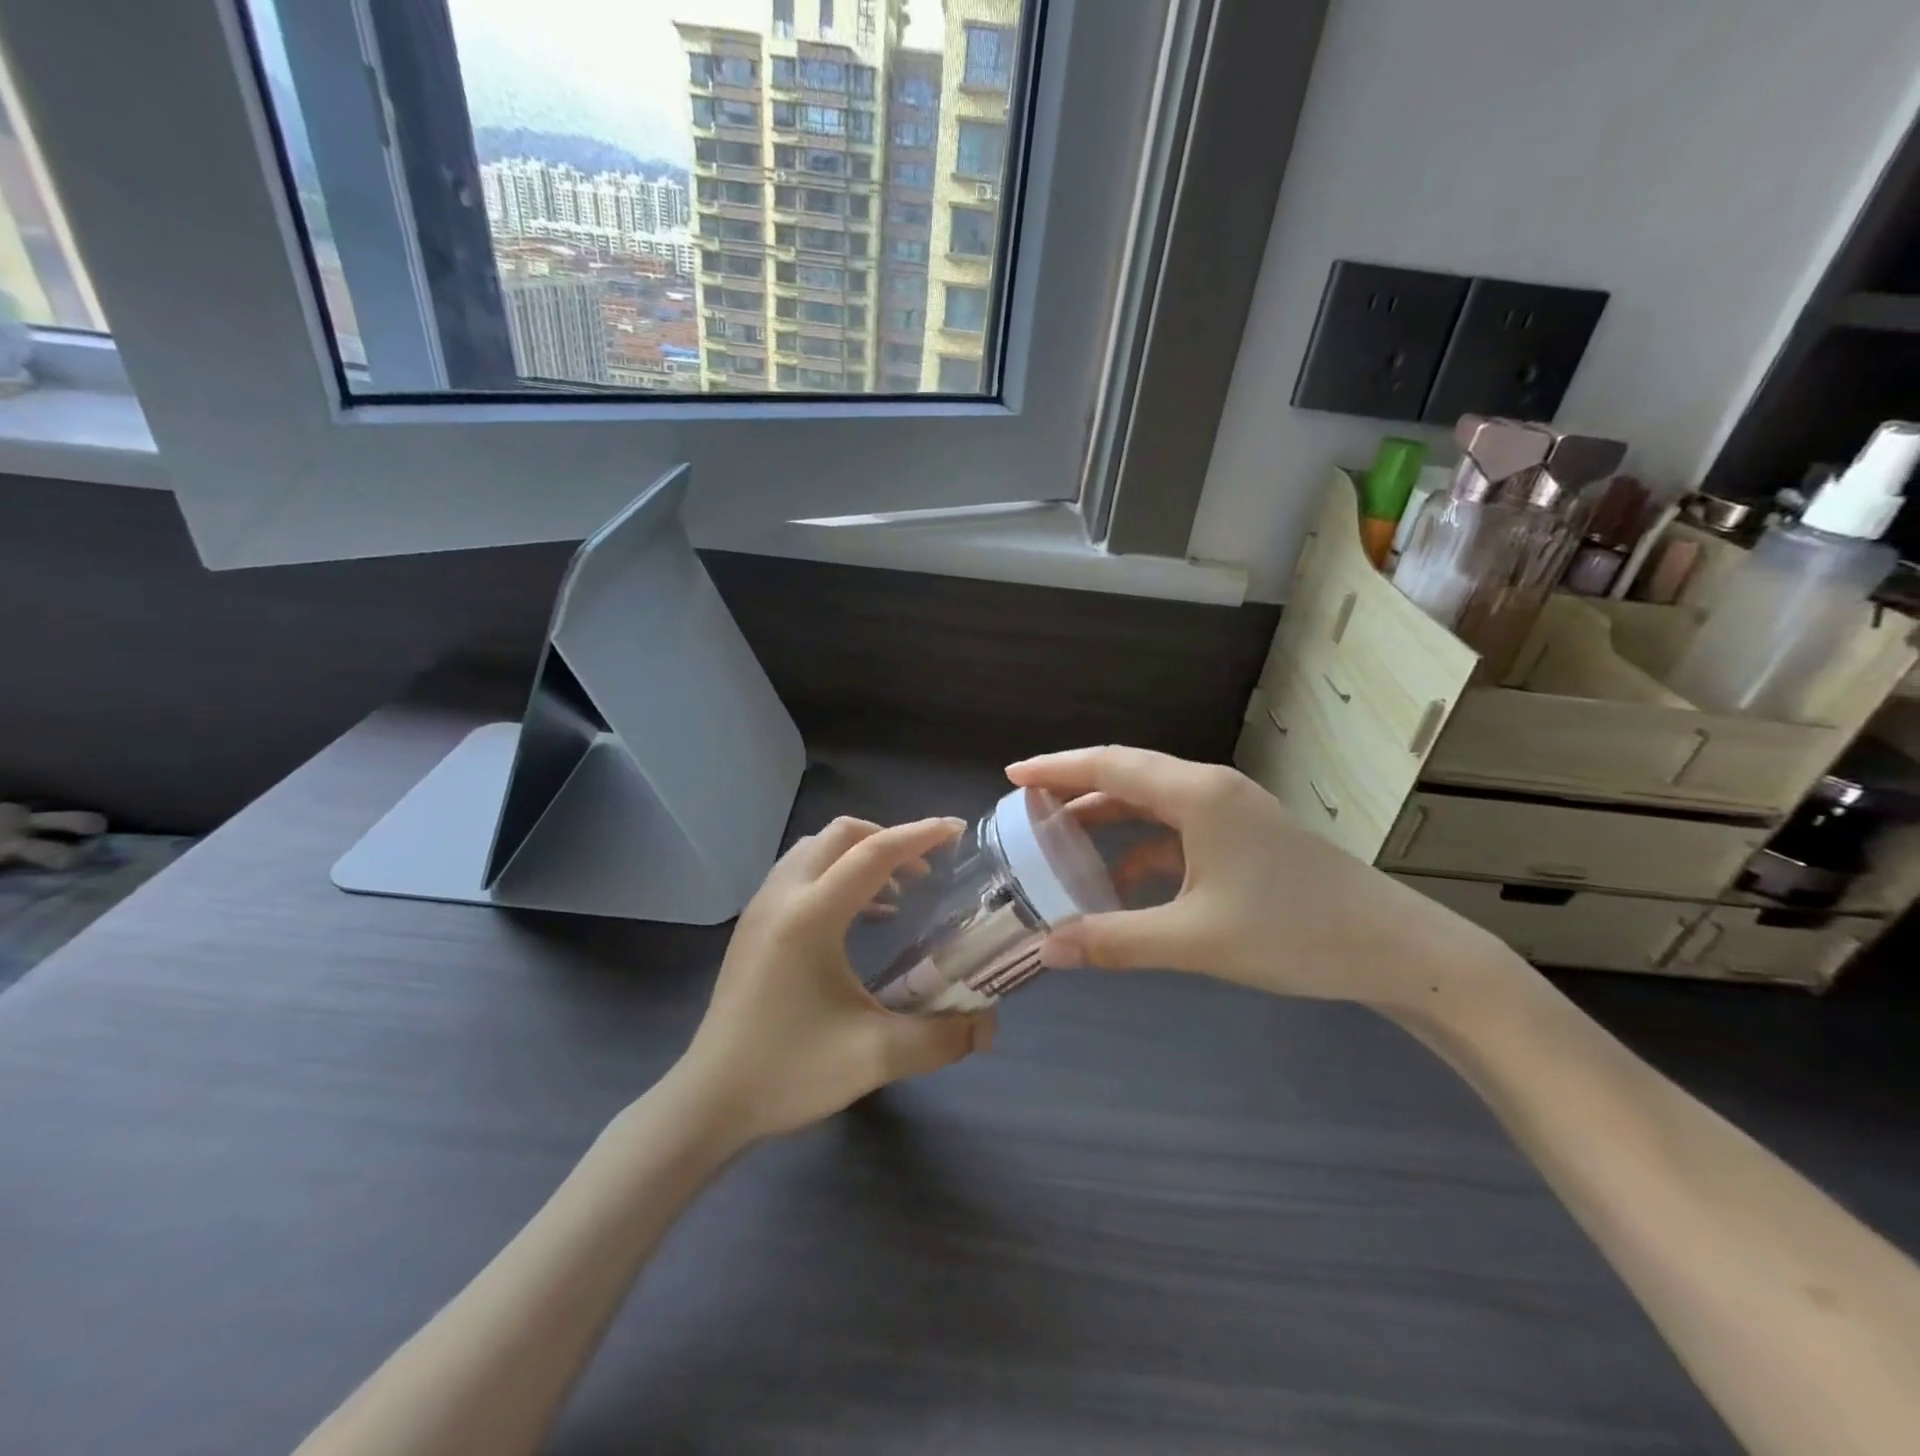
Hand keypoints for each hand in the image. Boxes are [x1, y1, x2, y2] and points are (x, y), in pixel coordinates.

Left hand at [673, 816, 995, 1146]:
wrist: (710, 1101)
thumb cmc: (789, 1071)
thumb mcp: (874, 1057)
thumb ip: (940, 1038)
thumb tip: (987, 1027)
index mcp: (811, 915)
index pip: (874, 853)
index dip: (920, 835)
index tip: (958, 830)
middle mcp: (783, 895)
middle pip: (842, 835)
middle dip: (889, 839)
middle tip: (927, 870)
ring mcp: (762, 907)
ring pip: (816, 848)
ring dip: (859, 854)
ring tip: (897, 890)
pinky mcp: (753, 925)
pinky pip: (800, 872)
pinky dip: (836, 873)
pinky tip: (861, 918)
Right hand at [1006, 746, 1515, 1009]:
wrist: (1395, 948)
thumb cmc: (1294, 932)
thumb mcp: (1196, 940)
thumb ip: (1116, 941)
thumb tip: (1046, 948)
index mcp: (1196, 795)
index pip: (1109, 766)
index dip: (1056, 768)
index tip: (1012, 776)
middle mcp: (1210, 789)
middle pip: (1127, 773)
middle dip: (1074, 786)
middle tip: (1026, 807)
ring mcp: (1231, 811)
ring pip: (1151, 800)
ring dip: (1106, 816)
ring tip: (1060, 838)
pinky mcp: (1244, 836)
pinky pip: (1176, 828)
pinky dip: (1140, 846)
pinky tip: (1121, 880)